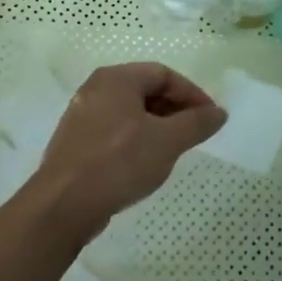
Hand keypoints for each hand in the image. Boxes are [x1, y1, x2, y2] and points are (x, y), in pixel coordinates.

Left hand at [27, 62, 226, 242]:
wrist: (62, 206)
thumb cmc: (118, 162)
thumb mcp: (167, 142)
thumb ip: (197, 123)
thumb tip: (219, 112)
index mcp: (117, 78)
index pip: (164, 74)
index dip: (192, 94)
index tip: (210, 118)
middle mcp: (96, 89)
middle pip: (146, 90)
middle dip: (175, 110)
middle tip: (195, 134)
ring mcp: (81, 115)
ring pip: (130, 112)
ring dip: (157, 126)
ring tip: (173, 150)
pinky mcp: (75, 142)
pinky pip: (114, 130)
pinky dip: (135, 139)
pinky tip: (144, 163)